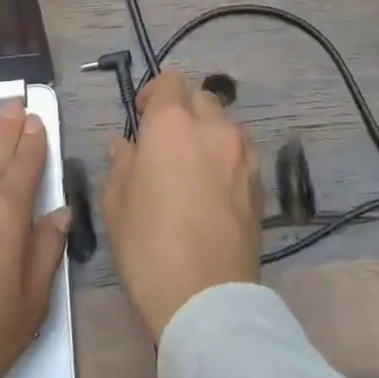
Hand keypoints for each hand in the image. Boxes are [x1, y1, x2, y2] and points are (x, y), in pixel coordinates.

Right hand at [103, 70, 262, 340]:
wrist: (206, 296)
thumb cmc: (149, 246)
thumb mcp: (118, 203)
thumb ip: (122, 163)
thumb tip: (124, 144)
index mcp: (172, 124)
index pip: (169, 81)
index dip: (154, 94)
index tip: (142, 119)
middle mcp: (213, 127)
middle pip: (201, 98)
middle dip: (183, 111)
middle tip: (166, 144)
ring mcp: (242, 154)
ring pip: (225, 124)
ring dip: (208, 133)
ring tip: (193, 167)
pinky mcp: (260, 181)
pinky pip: (241, 153)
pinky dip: (227, 158)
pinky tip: (214, 189)